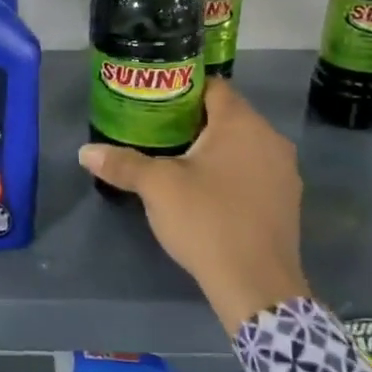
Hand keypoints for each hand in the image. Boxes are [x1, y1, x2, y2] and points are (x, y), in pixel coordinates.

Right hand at [79, 80, 310, 335]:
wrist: (256, 285)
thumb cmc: (207, 220)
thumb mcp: (157, 187)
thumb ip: (122, 164)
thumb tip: (85, 153)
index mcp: (241, 124)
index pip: (212, 86)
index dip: (181, 89)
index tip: (154, 101)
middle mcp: (270, 139)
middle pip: (227, 115)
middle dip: (192, 120)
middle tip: (156, 130)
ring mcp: (284, 171)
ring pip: (242, 145)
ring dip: (213, 148)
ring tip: (176, 160)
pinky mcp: (286, 201)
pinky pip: (254, 171)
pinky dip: (230, 172)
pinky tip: (206, 191)